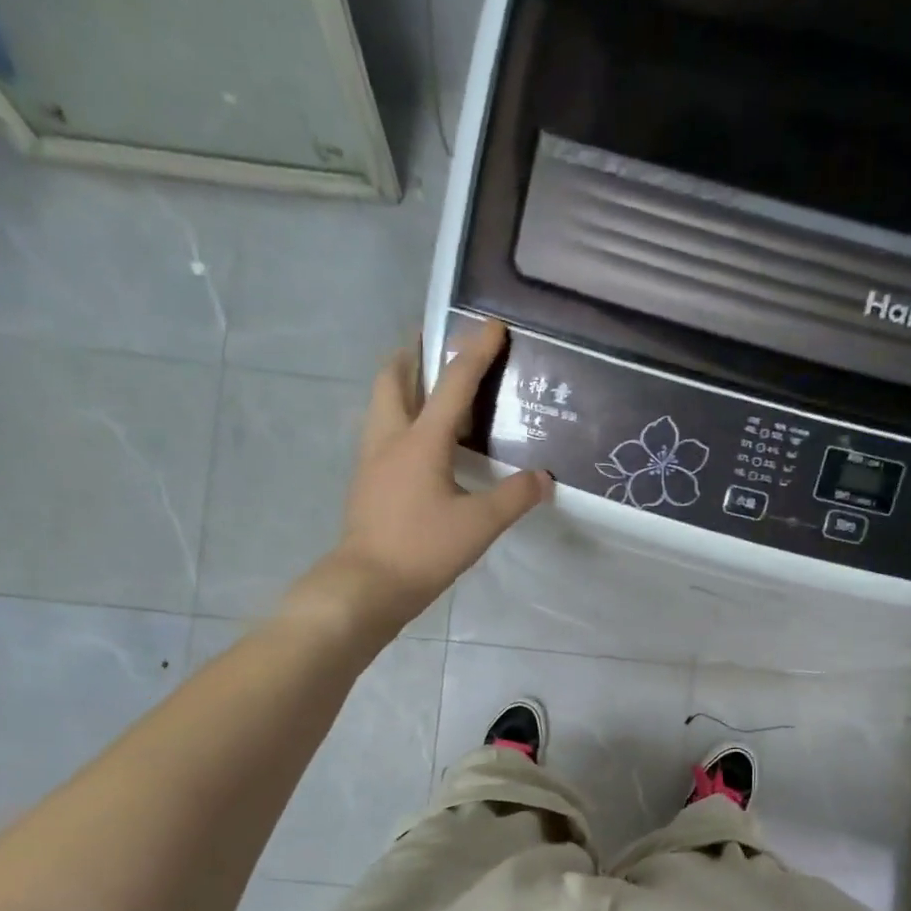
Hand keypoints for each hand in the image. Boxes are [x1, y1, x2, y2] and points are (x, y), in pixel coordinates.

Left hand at [325, 320, 552, 623]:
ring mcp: (372, 461)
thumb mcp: (479, 525)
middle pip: (393, 378)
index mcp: (420, 441)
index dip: (474, 352)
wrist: (367, 586)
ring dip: (403, 385)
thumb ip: (514, 497)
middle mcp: (390, 439)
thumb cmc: (422, 549)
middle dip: (414, 354)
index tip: (490, 325)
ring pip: (382, 405)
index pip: (452, 385)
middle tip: (437, 345)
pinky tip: (422, 443)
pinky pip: (383, 433)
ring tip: (431, 389)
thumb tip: (542, 478)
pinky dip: (401, 419)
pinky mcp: (367, 483)